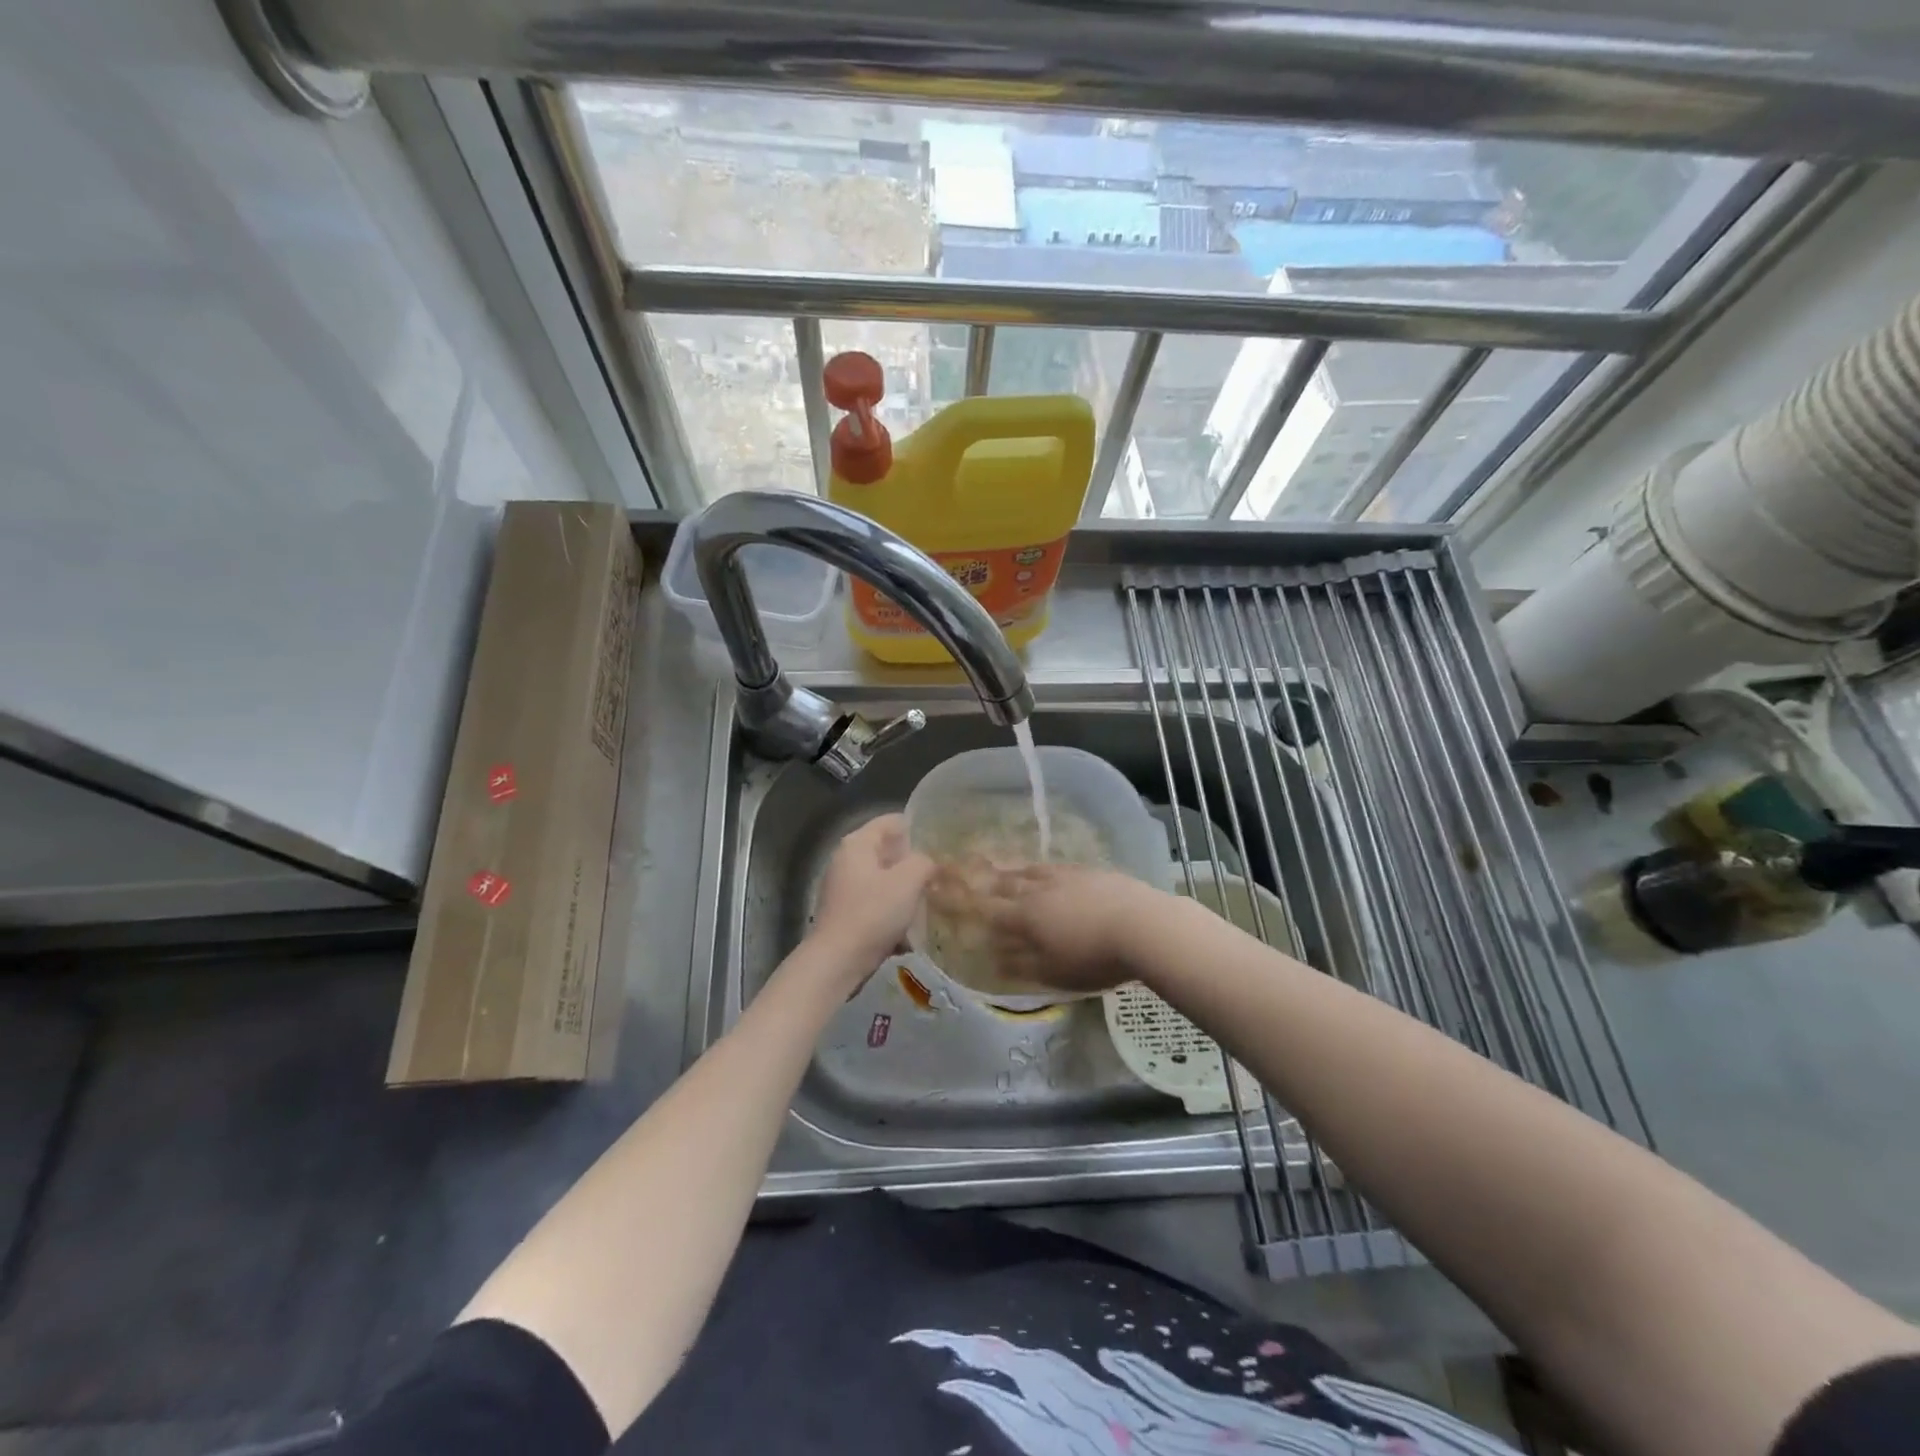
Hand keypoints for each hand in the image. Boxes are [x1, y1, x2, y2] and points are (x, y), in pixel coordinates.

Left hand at [809, 813, 935, 975]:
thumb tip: (928, 862)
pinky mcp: (846, 914)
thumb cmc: (872, 913)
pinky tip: (912, 929)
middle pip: (888, 852)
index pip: (892, 822)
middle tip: (941, 873)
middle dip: (914, 863)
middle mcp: (846, 860)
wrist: (837, 962)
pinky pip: (877, 904)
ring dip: (906, 890)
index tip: (941, 843)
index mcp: (857, 844)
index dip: (918, 828)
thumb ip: (924, 862)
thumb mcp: (908, 880)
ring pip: (884, 880)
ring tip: (931, 901)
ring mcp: (844, 888)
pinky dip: (894, 912)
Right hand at [925, 860, 1152, 993]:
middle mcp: (1040, 889)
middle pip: (1008, 883)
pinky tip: (1050, 873)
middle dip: (988, 882)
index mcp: (1026, 916)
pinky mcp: (1091, 872)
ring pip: (1032, 871)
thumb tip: (993, 958)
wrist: (1142, 925)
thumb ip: (1021, 964)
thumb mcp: (1053, 972)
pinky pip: (1058, 867)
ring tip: (1006, 870)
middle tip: (972, 874)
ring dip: (1015, 872)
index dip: (968, 905)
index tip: (949, 896)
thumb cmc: (1094, 957)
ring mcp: (1067, 876)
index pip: (989, 910)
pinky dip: (1045, 870)